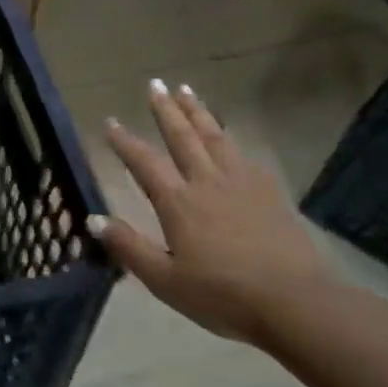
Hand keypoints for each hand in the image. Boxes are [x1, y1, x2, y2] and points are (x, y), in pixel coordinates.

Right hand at [87, 81, 332, 344]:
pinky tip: (228, 137)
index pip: (145, 162)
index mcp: (179, 202)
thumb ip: (128, 247)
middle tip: (155, 84)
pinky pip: (243, 155)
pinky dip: (229, 139)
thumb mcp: (165, 280)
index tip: (110, 121)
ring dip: (197, 112)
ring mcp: (242, 183)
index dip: (125, 141)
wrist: (295, 302)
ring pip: (214, 137)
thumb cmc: (223, 295)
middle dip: (165, 109)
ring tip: (186, 90)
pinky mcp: (269, 192)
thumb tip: (92, 219)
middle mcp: (207, 182)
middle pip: (183, 136)